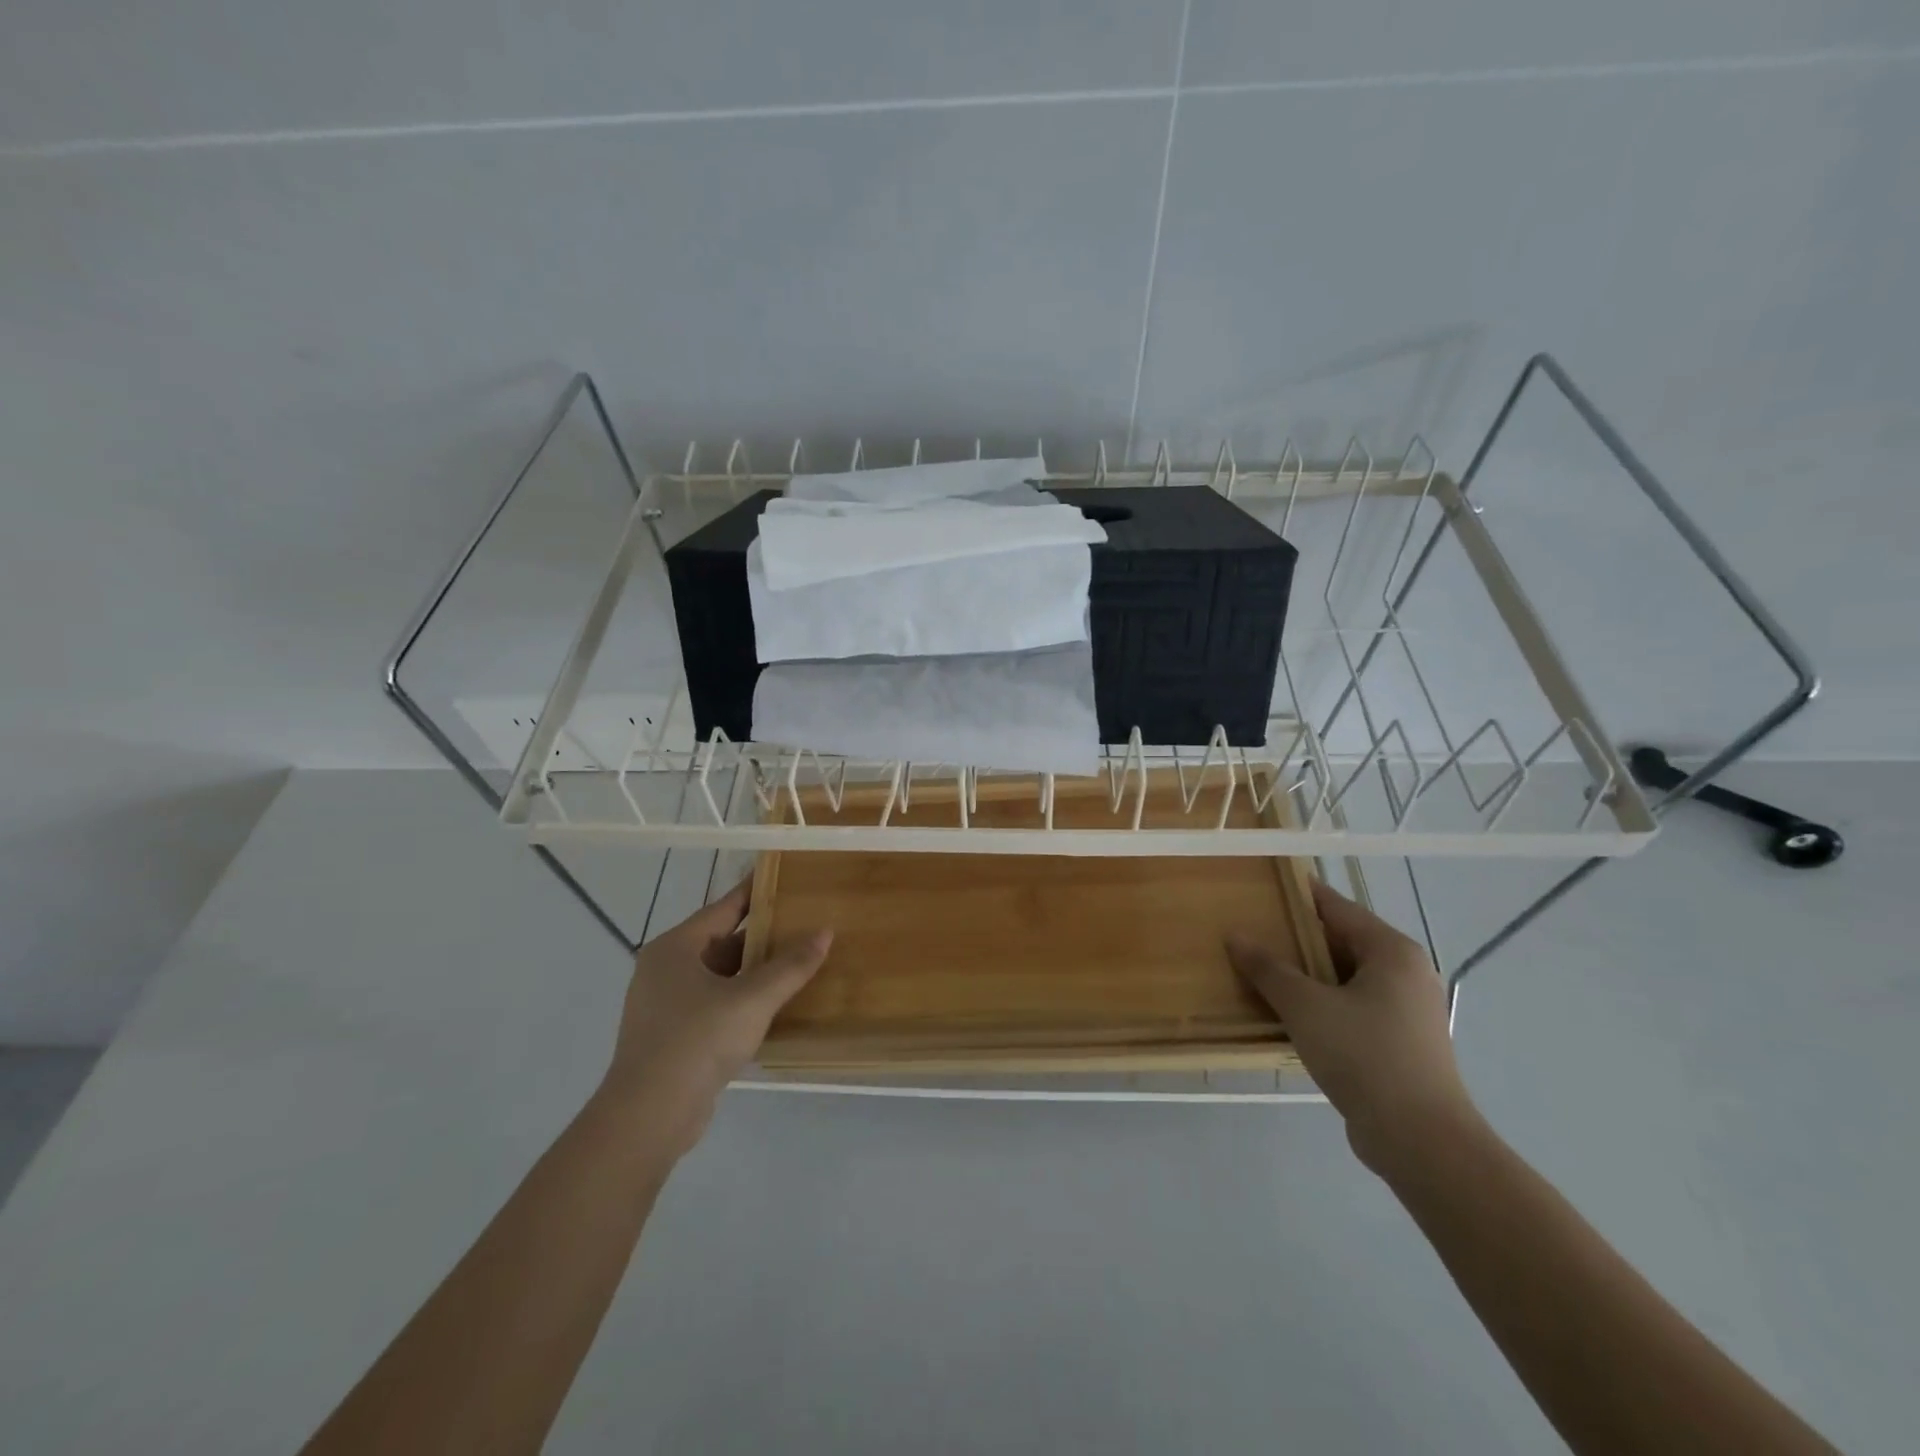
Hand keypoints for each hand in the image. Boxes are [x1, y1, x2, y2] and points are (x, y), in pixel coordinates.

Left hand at [600, 878, 831, 1156]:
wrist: (648, 1116)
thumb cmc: (697, 1041)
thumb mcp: (752, 999)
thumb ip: (790, 965)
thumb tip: (825, 932)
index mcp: (675, 948)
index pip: (723, 909)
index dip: (755, 892)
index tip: (784, 878)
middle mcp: (664, 969)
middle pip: (721, 942)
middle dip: (761, 937)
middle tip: (802, 924)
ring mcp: (664, 1005)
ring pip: (718, 976)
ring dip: (753, 971)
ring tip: (795, 963)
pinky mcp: (670, 1036)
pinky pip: (713, 1004)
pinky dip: (741, 999)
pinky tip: (771, 1006)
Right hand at [1227, 879, 1475, 1172]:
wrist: (1421, 1141)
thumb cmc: (1364, 1056)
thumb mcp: (1305, 1006)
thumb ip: (1268, 968)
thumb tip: (1235, 935)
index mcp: (1391, 951)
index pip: (1336, 906)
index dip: (1297, 896)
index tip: (1259, 889)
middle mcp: (1405, 972)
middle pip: (1340, 941)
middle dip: (1295, 939)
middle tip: (1250, 934)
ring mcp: (1406, 1010)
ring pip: (1344, 978)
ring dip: (1305, 976)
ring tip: (1259, 973)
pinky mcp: (1400, 1043)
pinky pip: (1351, 1007)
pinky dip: (1320, 1004)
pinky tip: (1287, 1015)